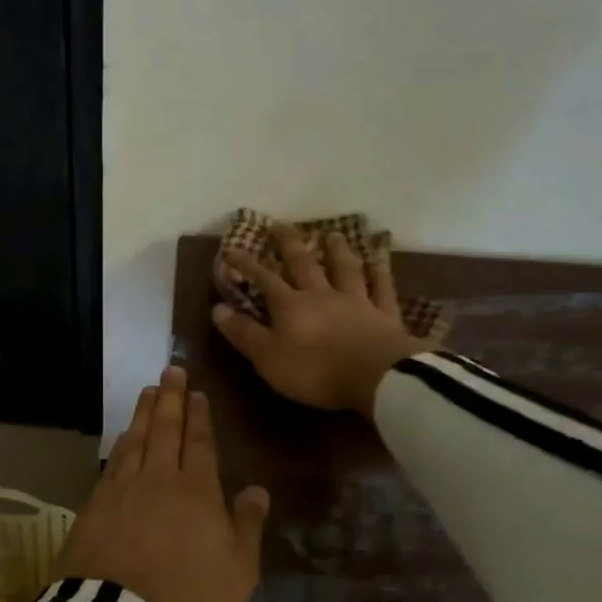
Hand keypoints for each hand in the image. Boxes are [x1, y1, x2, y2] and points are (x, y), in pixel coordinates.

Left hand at [55, 366, 269, 601]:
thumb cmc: (187, 598)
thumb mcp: (237, 572)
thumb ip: (247, 526)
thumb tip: (258, 489)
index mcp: (197, 491)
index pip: (200, 443)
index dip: (199, 416)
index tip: (196, 392)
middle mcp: (159, 479)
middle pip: (165, 430)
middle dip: (170, 398)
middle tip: (170, 370)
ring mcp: (122, 490)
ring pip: (136, 439)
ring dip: (144, 413)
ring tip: (148, 391)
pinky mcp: (94, 506)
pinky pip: (112, 462)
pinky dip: (120, 444)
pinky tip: (122, 437)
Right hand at [214, 225, 419, 415]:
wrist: (376, 377)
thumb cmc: (315, 371)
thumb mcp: (268, 358)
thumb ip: (244, 333)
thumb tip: (217, 308)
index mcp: (291, 306)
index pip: (264, 279)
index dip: (246, 264)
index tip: (231, 249)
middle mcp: (322, 295)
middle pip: (304, 264)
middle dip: (289, 244)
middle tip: (280, 225)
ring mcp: (357, 301)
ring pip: (345, 269)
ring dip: (337, 250)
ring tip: (332, 234)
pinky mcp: (384, 314)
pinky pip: (382, 287)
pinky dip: (380, 272)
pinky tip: (379, 260)